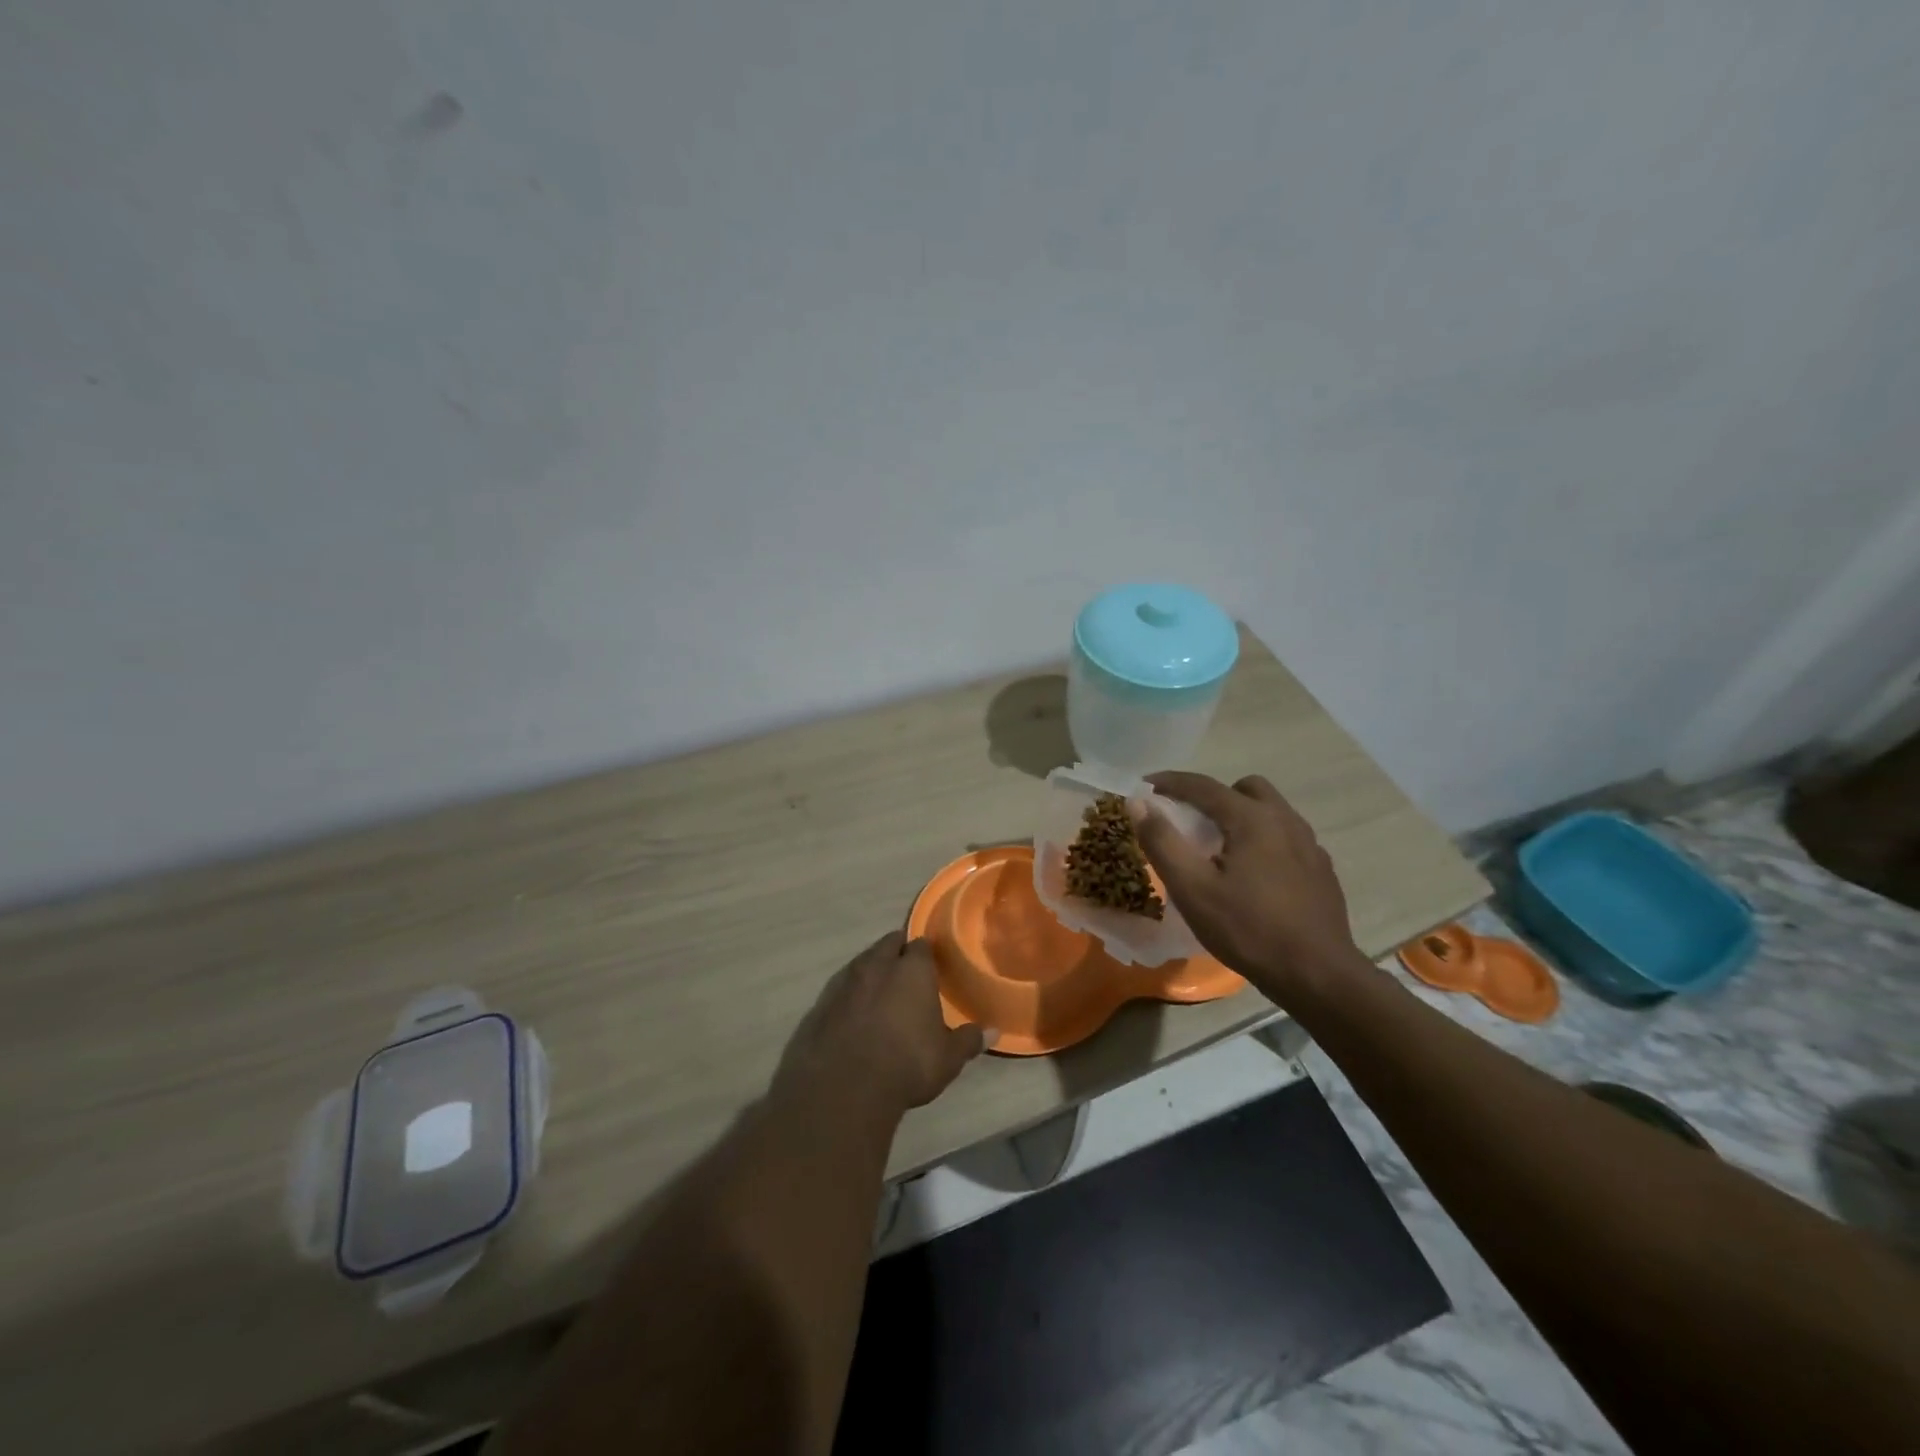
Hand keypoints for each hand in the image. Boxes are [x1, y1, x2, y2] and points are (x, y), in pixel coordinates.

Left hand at [777, 932, 988, 1120]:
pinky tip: (852, 1016)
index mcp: (912, 970)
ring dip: (870, 972)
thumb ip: (968, 1041)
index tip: (931, 965)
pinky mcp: (820, 1004)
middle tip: (906, 971)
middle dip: (896, 952)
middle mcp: (877, 965)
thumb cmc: (906, 1064)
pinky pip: (839, 990)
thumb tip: (993, 1032)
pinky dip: (848, 997)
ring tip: (879, 992)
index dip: (926, 954)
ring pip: (861, 963)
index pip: (921, 945)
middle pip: (888, 944)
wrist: (843, 1086)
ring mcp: (844, 982)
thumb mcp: (947, 1058)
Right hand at [1131, 772, 1362, 1001]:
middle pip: (1245, 788)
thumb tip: (1138, 804)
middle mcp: (1285, 820)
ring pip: (1270, 811)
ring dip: (1241, 816)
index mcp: (1252, 819)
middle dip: (1213, 796)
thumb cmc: (1248, 930)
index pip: (1203, 786)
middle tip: (1191, 822)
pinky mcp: (1321, 869)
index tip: (1144, 786)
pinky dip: (1263, 841)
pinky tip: (1253, 875)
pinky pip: (1287, 838)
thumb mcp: (1192, 889)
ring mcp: (1309, 844)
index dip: (1170, 782)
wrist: (1318, 976)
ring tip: (1220, 849)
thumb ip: (1162, 842)